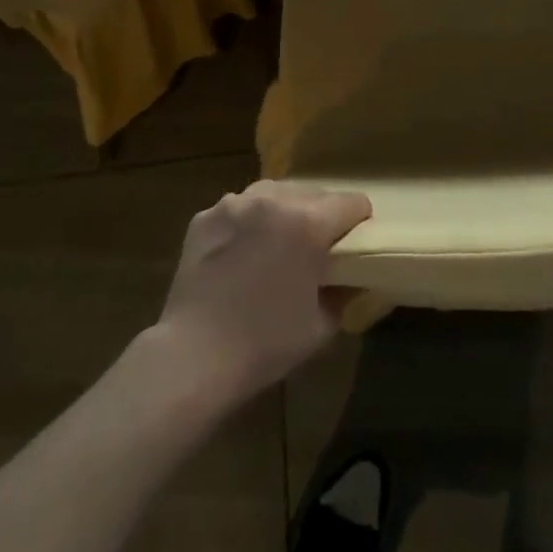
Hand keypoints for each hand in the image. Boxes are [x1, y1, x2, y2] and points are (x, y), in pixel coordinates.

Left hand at [152, 180, 371, 408]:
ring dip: (284, 212)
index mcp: (308, 222)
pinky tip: (240, 253)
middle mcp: (274, 200)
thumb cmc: (265, 344)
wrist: (193, 357)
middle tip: (313, 252)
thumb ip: (344, 291)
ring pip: (276, 193)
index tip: (351, 247)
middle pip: (315, 194)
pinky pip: (240, 208)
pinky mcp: (206, 216)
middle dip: (320, 218)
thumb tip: (351, 277)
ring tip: (275, 246)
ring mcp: (235, 204)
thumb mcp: (322, 325)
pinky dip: (248, 222)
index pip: (353, 203)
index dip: (359, 224)